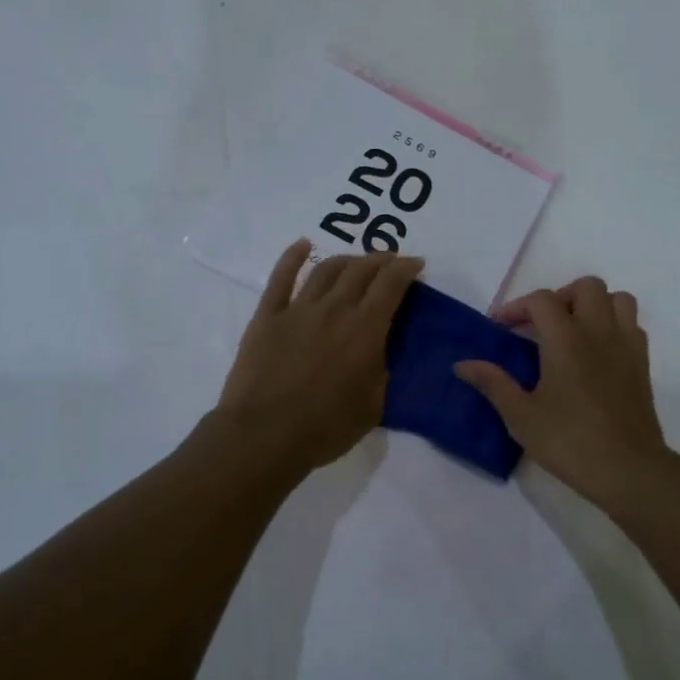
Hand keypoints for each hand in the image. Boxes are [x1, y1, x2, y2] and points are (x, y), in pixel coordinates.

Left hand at [215, 240, 423, 472]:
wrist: (264, 434)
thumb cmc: (325, 427)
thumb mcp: (373, 405)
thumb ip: (381, 372)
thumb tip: (379, 352)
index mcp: (365, 330)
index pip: (391, 284)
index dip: (406, 268)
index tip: (415, 264)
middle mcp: (334, 309)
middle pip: (360, 270)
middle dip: (380, 259)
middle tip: (390, 261)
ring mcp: (298, 309)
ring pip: (326, 269)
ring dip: (346, 259)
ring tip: (356, 261)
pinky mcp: (267, 316)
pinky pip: (281, 278)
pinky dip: (293, 257)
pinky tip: (302, 245)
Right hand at [455, 277, 679, 504]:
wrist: (628, 470)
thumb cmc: (569, 441)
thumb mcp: (521, 416)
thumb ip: (492, 383)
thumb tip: (462, 364)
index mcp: (566, 339)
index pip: (541, 300)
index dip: (516, 307)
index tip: (500, 328)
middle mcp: (599, 332)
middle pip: (586, 287)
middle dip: (560, 297)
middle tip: (541, 325)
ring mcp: (626, 346)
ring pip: (617, 299)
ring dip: (593, 305)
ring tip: (573, 331)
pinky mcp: (643, 364)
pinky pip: (632, 325)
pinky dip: (614, 326)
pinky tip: (597, 352)